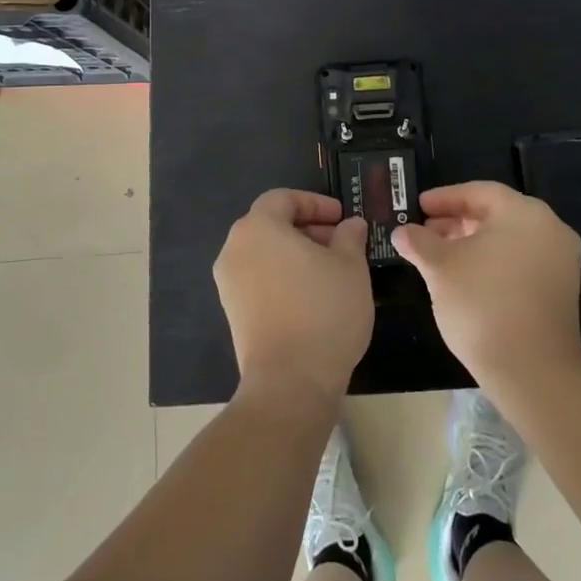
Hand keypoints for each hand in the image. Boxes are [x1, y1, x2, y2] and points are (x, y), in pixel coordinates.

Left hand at [215, 190, 372, 409]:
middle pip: (271, 224)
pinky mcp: (232, 313)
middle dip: (307, 228)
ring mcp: (229, 283)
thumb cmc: (323, 310)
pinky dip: (282, 276)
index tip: (341, 218)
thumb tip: (350, 225)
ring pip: (264, 253)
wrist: (290, 381)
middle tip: (340, 242)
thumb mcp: (350, 266)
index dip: (315, 202)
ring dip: (296, 253)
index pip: (283, 198)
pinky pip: (258, 279)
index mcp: (258, 227)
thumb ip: (350, 236)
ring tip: (331, 270)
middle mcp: (235, 249)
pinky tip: (312, 296)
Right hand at [392, 181, 580, 389]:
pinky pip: (521, 260)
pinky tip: (465, 278)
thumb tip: (402, 232)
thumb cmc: (482, 304)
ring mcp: (559, 260)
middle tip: (424, 232)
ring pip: (508, 238)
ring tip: (439, 256)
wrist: (532, 370)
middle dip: (456, 222)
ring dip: (472, 243)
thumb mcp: (440, 268)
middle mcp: (549, 228)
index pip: (478, 192)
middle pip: (495, 213)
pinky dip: (493, 261)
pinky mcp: (560, 288)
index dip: (444, 198)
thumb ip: (419, 243)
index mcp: (524, 213)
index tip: (418, 207)